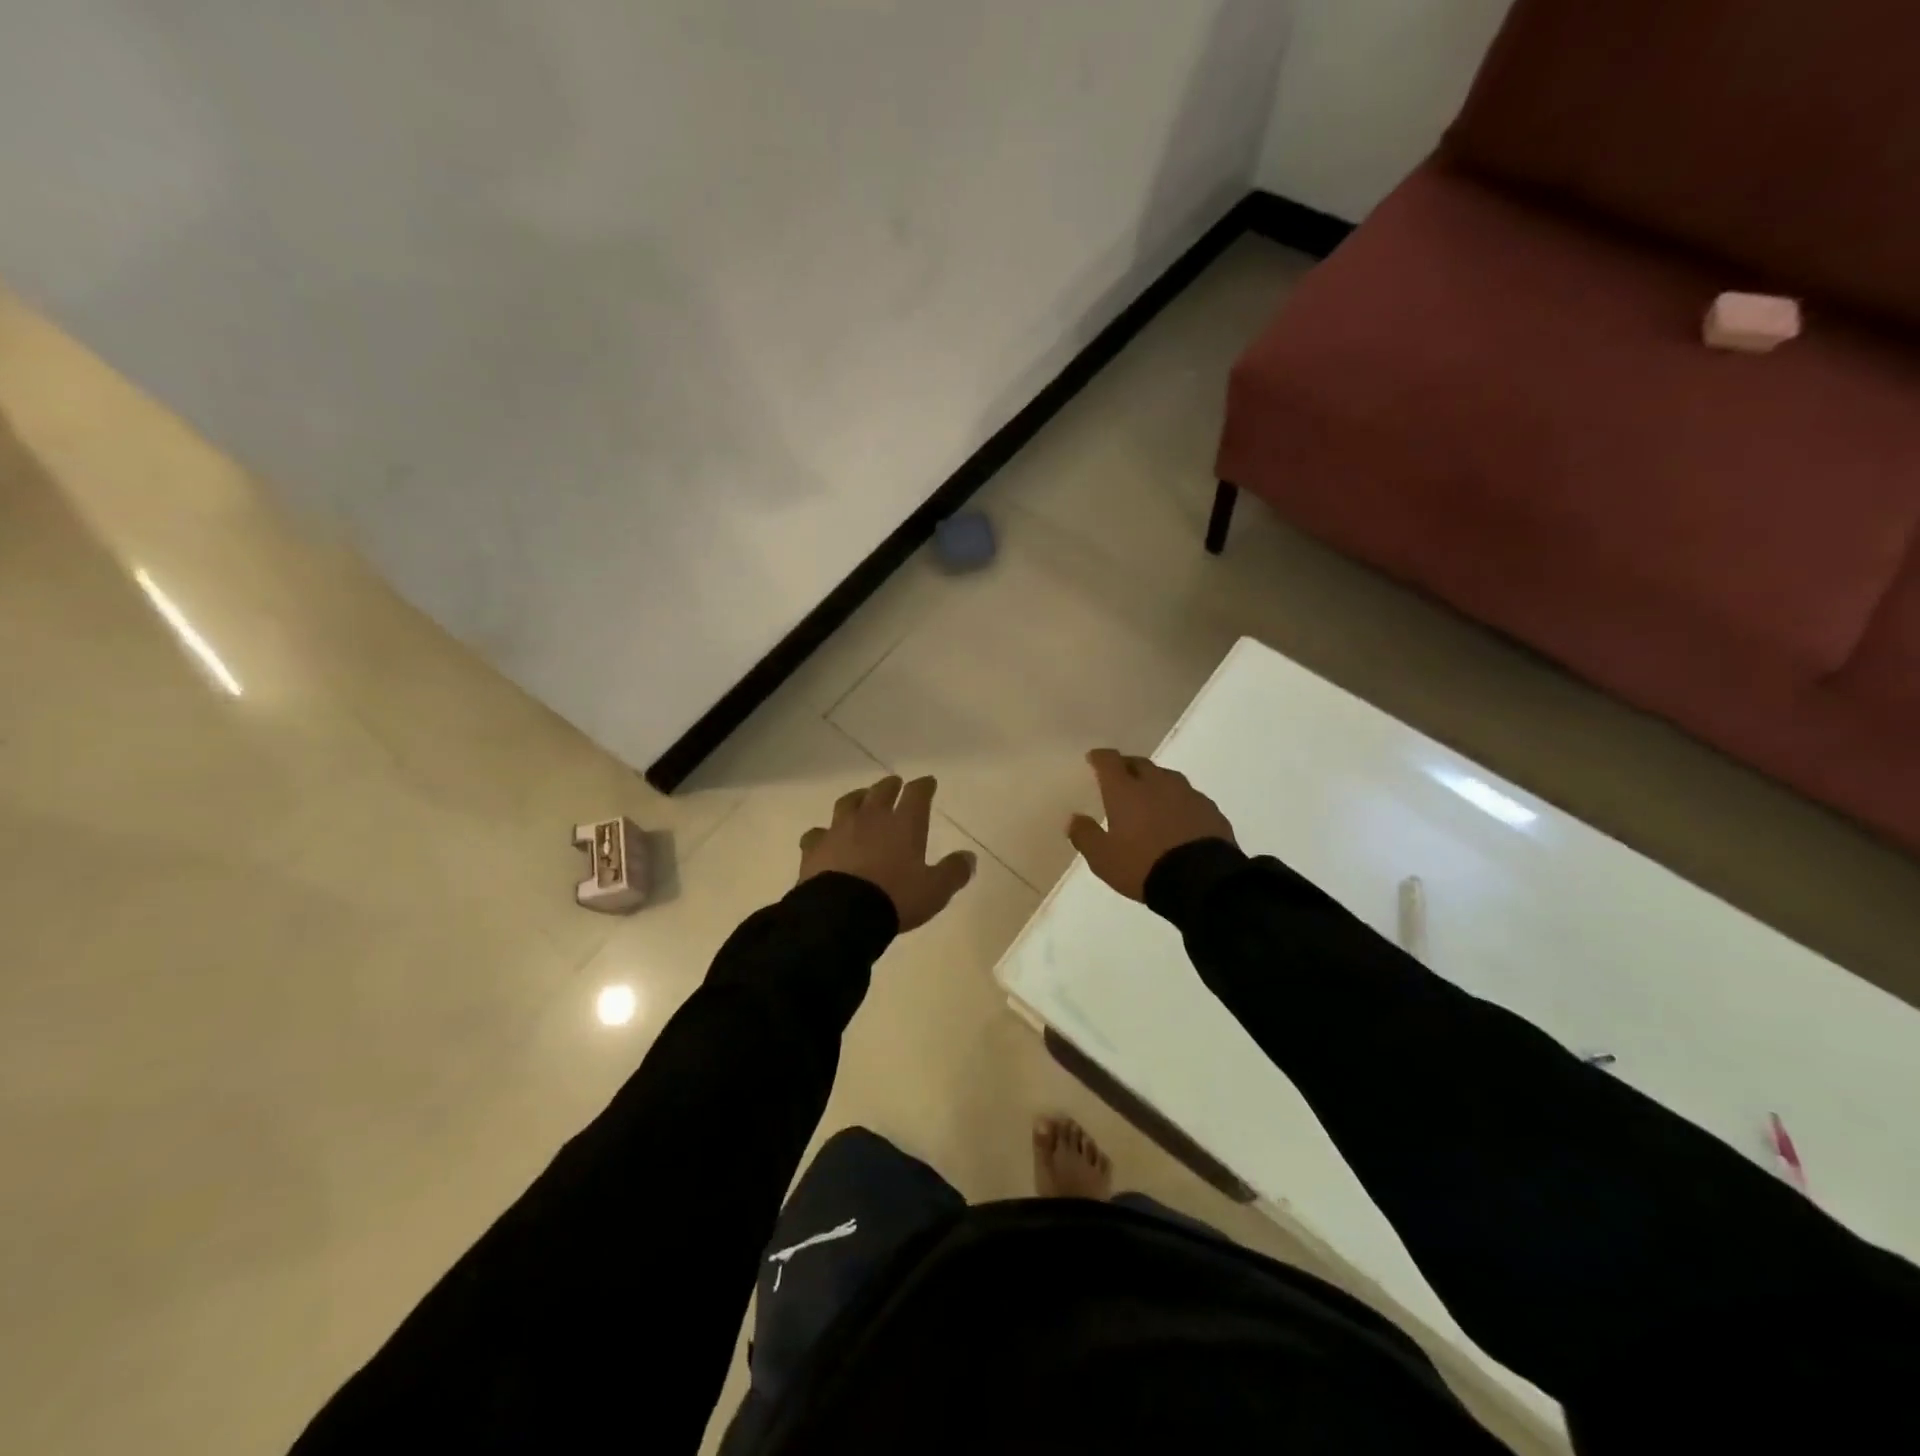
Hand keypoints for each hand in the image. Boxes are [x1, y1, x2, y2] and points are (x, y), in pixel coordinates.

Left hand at [798, 775, 975, 931]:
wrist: (841, 914)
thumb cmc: (895, 898)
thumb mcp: (934, 890)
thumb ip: (953, 872)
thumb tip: (969, 857)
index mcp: (904, 824)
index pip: (917, 794)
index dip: (924, 786)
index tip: (928, 782)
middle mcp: (871, 818)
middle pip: (881, 791)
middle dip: (890, 786)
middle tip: (894, 783)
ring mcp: (839, 829)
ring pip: (848, 803)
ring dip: (857, 798)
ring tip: (861, 798)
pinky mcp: (815, 847)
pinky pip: (817, 833)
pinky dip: (824, 833)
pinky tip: (824, 837)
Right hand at [1066, 748, 1235, 901]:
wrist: (1202, 881)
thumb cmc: (1143, 866)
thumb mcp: (1103, 859)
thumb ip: (1085, 836)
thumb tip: (1074, 819)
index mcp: (1125, 791)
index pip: (1109, 761)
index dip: (1100, 757)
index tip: (1094, 759)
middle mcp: (1156, 783)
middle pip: (1139, 763)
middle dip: (1127, 767)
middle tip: (1120, 778)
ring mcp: (1187, 794)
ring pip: (1167, 777)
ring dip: (1155, 782)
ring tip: (1150, 797)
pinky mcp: (1210, 809)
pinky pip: (1189, 797)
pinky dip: (1178, 801)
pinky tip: (1177, 817)